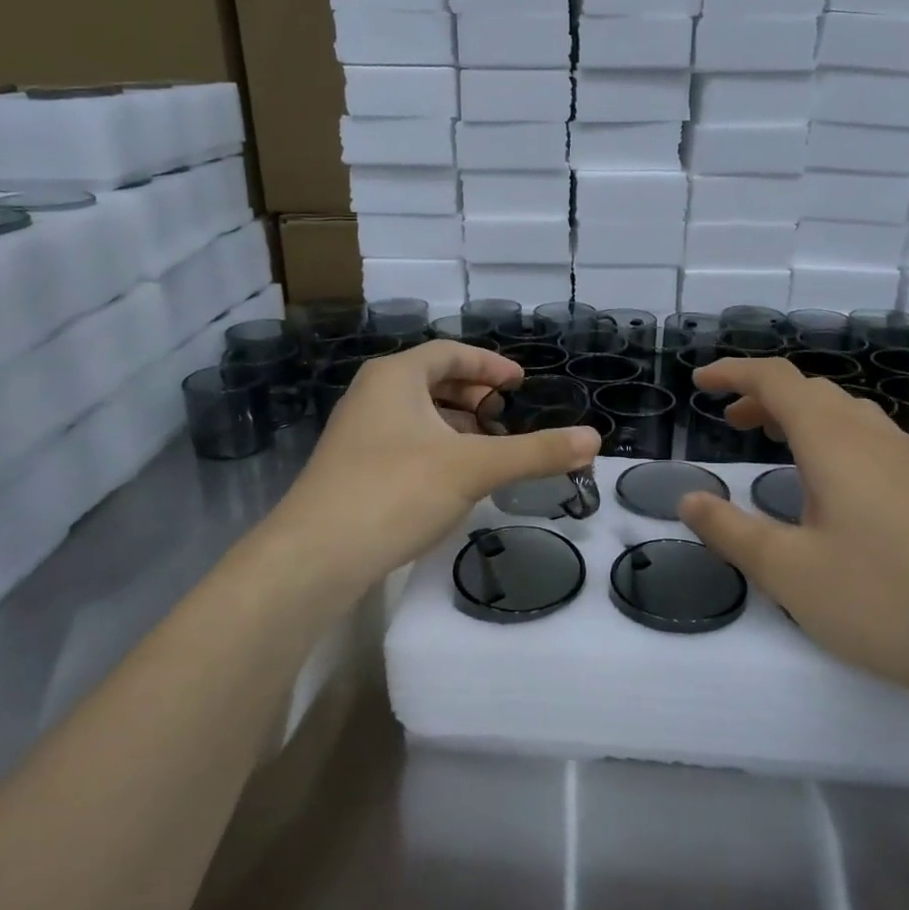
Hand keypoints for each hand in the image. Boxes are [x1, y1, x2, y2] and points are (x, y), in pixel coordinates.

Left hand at [270, 341, 598, 591]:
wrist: (315, 555)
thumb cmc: (396, 491)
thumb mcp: (474, 468)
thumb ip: (535, 452)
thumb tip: (593, 439)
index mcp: (395, 377)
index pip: (450, 354)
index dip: (489, 365)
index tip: (520, 384)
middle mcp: (371, 395)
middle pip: (431, 380)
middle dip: (473, 396)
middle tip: (506, 415)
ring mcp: (356, 432)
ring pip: (416, 414)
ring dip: (454, 424)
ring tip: (486, 447)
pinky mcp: (350, 468)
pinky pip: (402, 441)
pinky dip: (434, 447)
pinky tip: (451, 478)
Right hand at [677, 357, 908, 707]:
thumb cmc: (883, 599)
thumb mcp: (788, 571)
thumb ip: (730, 531)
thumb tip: (689, 499)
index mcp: (834, 441)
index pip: (777, 380)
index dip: (734, 373)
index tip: (700, 381)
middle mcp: (874, 437)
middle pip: (813, 391)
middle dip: (764, 395)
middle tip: (730, 421)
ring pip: (845, 413)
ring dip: (800, 415)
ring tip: (772, 442)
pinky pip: (869, 439)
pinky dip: (831, 438)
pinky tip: (829, 483)